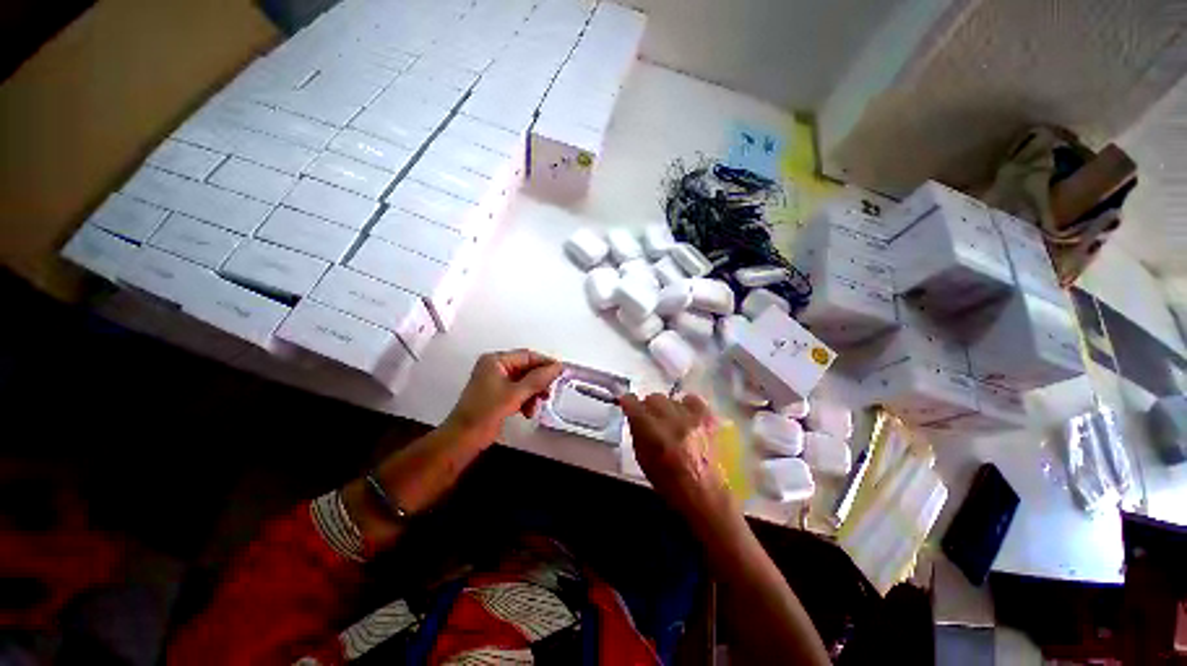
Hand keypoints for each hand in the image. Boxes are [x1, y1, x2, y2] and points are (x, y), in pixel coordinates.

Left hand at [444, 349, 562, 445]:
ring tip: (535, 406)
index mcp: (495, 361)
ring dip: (533, 394)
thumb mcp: (515, 394)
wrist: (463, 439)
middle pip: (526, 369)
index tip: (560, 372)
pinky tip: (527, 411)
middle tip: (548, 392)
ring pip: (525, 382)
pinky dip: (525, 400)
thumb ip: (538, 379)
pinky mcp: (498, 395)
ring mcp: (496, 382)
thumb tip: (556, 367)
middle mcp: (495, 368)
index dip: (545, 363)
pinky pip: (519, 392)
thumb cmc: (484, 413)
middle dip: (538, 383)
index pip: (527, 356)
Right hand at [620, 393, 731, 520]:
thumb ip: (637, 433)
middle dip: (648, 407)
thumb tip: (633, 414)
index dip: (628, 402)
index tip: (627, 404)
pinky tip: (687, 418)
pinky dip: (687, 407)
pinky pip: (693, 400)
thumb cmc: (670, 484)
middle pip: (654, 398)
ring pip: (672, 399)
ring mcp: (694, 418)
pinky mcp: (710, 419)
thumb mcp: (643, 460)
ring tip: (671, 422)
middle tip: (650, 419)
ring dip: (667, 409)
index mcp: (654, 435)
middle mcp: (674, 422)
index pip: (634, 405)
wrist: (707, 497)